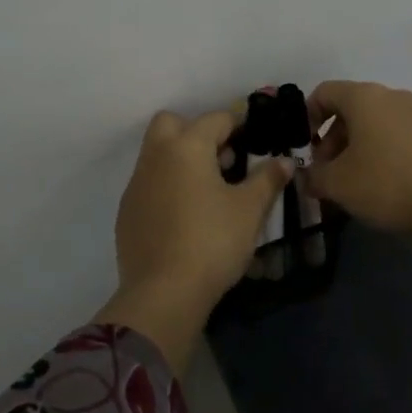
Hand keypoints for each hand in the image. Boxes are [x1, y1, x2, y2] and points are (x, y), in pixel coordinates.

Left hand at [101, 107, 292, 361]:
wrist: (163, 293)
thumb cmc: (212, 242)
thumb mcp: (249, 210)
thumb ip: (267, 179)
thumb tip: (284, 161)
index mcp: (186, 147)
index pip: (215, 119)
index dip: (239, 122)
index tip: (256, 133)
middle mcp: (156, 157)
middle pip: (171, 124)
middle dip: (196, 131)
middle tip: (223, 158)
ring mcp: (136, 184)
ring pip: (157, 154)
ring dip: (181, 159)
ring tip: (210, 189)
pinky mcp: (127, 212)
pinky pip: (149, 184)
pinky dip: (167, 187)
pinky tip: (186, 215)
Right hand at [304, 80, 411, 239]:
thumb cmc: (385, 183)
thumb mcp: (337, 184)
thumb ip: (313, 177)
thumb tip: (307, 177)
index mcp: (363, 97)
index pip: (324, 92)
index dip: (307, 117)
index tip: (305, 148)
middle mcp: (391, 95)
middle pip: (350, 108)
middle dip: (332, 138)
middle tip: (327, 171)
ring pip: (375, 122)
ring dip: (356, 146)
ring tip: (354, 181)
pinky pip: (396, 133)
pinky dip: (382, 150)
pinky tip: (383, 182)